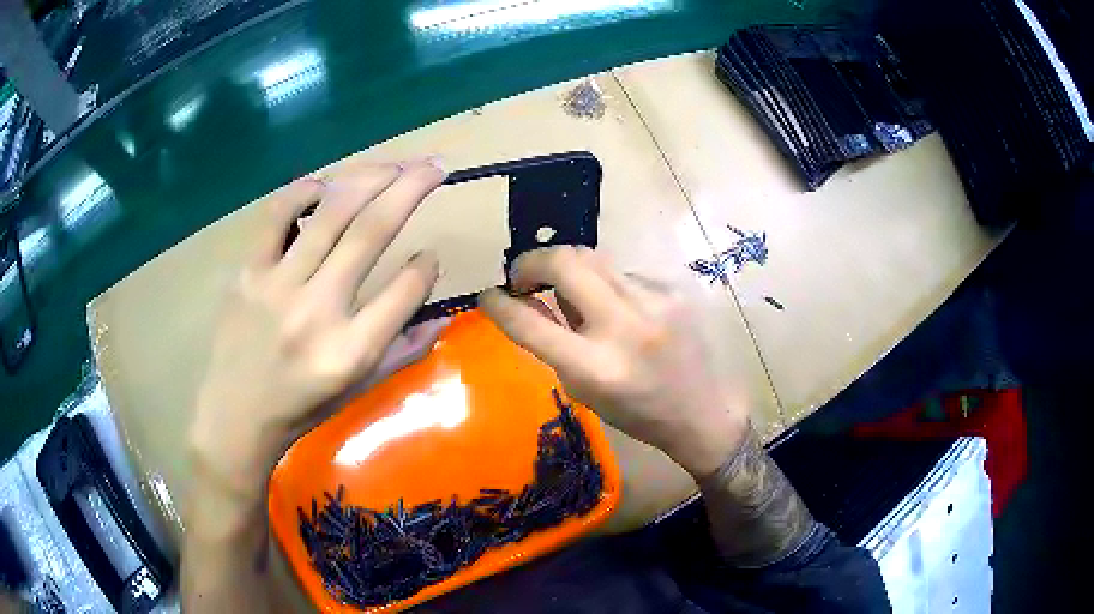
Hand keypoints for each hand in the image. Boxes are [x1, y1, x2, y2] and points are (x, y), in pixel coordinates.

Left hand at [188, 159, 447, 503]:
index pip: (405, 290)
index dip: (426, 264)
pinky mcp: (249, 272)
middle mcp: (318, 311)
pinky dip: (304, 192)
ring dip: (368, 178)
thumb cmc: (301, 406)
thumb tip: (441, 314)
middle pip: (371, 233)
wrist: (236, 414)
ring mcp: (279, 285)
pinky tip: (325, 184)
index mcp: (352, 351)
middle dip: (410, 189)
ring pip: (330, 213)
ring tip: (393, 164)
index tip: (430, 254)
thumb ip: (403, 351)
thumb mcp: (358, 389)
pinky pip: (276, 217)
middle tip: (434, 165)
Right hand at [480, 246, 748, 477]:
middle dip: (532, 261)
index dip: (498, 304)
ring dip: (569, 272)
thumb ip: (551, 341)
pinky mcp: (672, 288)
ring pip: (593, 259)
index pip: (529, 322)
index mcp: (594, 367)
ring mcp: (654, 301)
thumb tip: (525, 299)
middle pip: (564, 261)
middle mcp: (624, 326)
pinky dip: (608, 287)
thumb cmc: (636, 412)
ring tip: (573, 297)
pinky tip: (621, 311)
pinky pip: (622, 273)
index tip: (488, 295)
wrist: (701, 409)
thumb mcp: (582, 388)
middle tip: (524, 276)